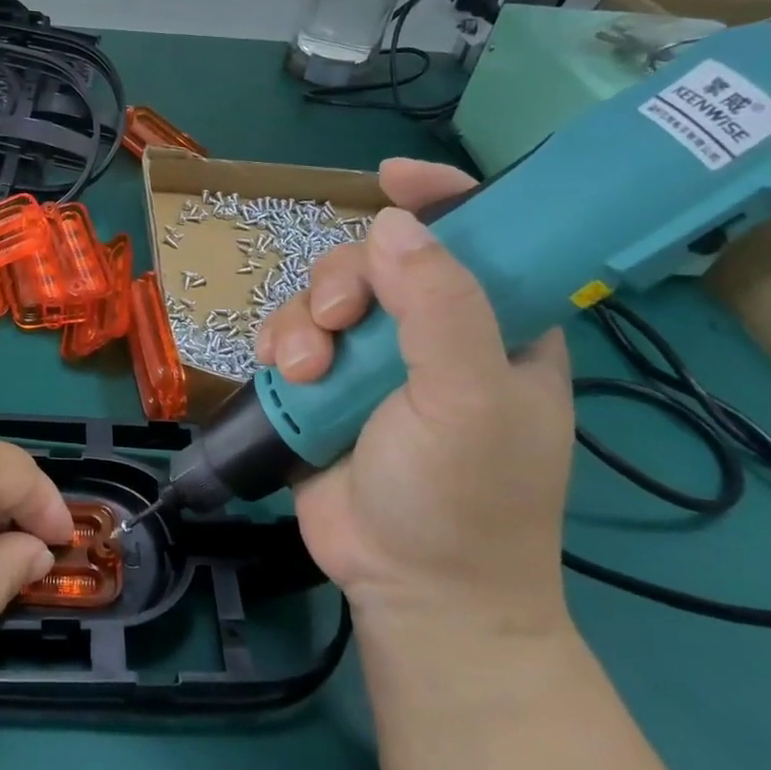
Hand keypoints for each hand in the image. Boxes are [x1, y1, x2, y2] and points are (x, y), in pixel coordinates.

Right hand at [255, 159, 575, 635]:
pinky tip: (277, 372)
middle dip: (343, 281)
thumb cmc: (464, 498)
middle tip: (336, 325)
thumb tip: (391, 223)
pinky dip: (275, 343)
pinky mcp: (323, 384)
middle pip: (375, 259)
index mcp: (494, 325)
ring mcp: (372, 358)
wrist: (411, 590)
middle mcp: (431, 331)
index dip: (438, 196)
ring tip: (302, 372)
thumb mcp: (468, 400)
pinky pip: (288, 332)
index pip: (477, 235)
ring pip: (322, 294)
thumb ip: (441, 308)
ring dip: (301, 322)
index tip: (392, 179)